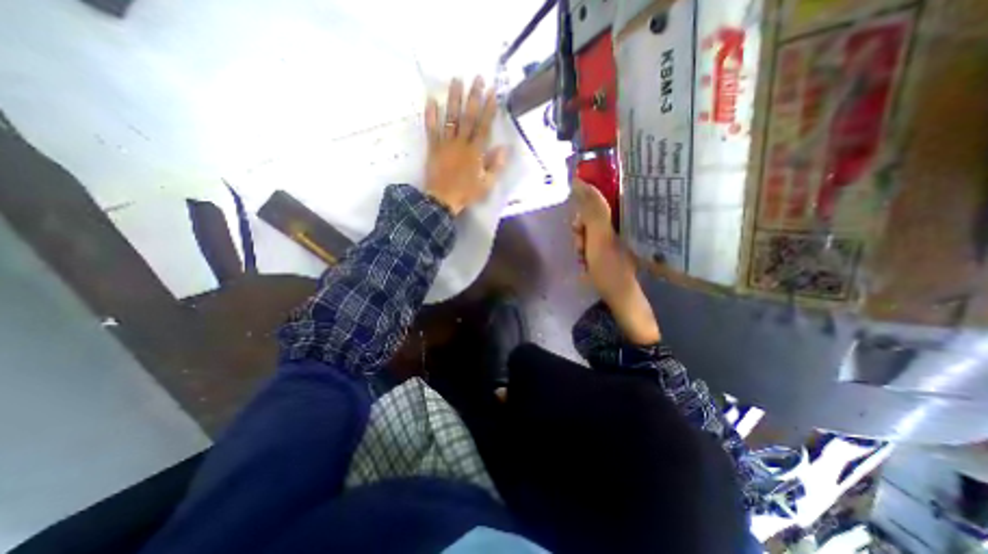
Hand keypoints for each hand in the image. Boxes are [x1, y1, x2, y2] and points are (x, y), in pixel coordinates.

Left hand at [423, 76, 508, 213]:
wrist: (442, 200)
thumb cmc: (466, 193)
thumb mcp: (486, 184)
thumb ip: (495, 166)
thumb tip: (504, 148)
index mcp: (475, 152)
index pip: (484, 126)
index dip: (489, 109)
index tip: (492, 92)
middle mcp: (461, 143)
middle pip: (468, 117)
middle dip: (473, 97)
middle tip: (477, 78)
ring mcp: (445, 144)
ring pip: (450, 118)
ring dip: (453, 99)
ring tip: (456, 80)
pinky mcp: (433, 147)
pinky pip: (431, 129)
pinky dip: (430, 115)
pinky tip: (431, 100)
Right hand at [567, 180, 659, 344]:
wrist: (619, 298)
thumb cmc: (610, 267)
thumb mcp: (599, 236)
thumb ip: (591, 209)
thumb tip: (579, 181)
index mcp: (622, 217)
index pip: (597, 200)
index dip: (582, 212)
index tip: (577, 228)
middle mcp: (619, 225)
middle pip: (590, 217)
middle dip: (580, 233)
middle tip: (581, 247)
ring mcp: (614, 240)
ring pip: (588, 231)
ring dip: (580, 245)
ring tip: (584, 260)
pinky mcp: (608, 252)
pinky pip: (590, 244)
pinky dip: (584, 253)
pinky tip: (585, 264)